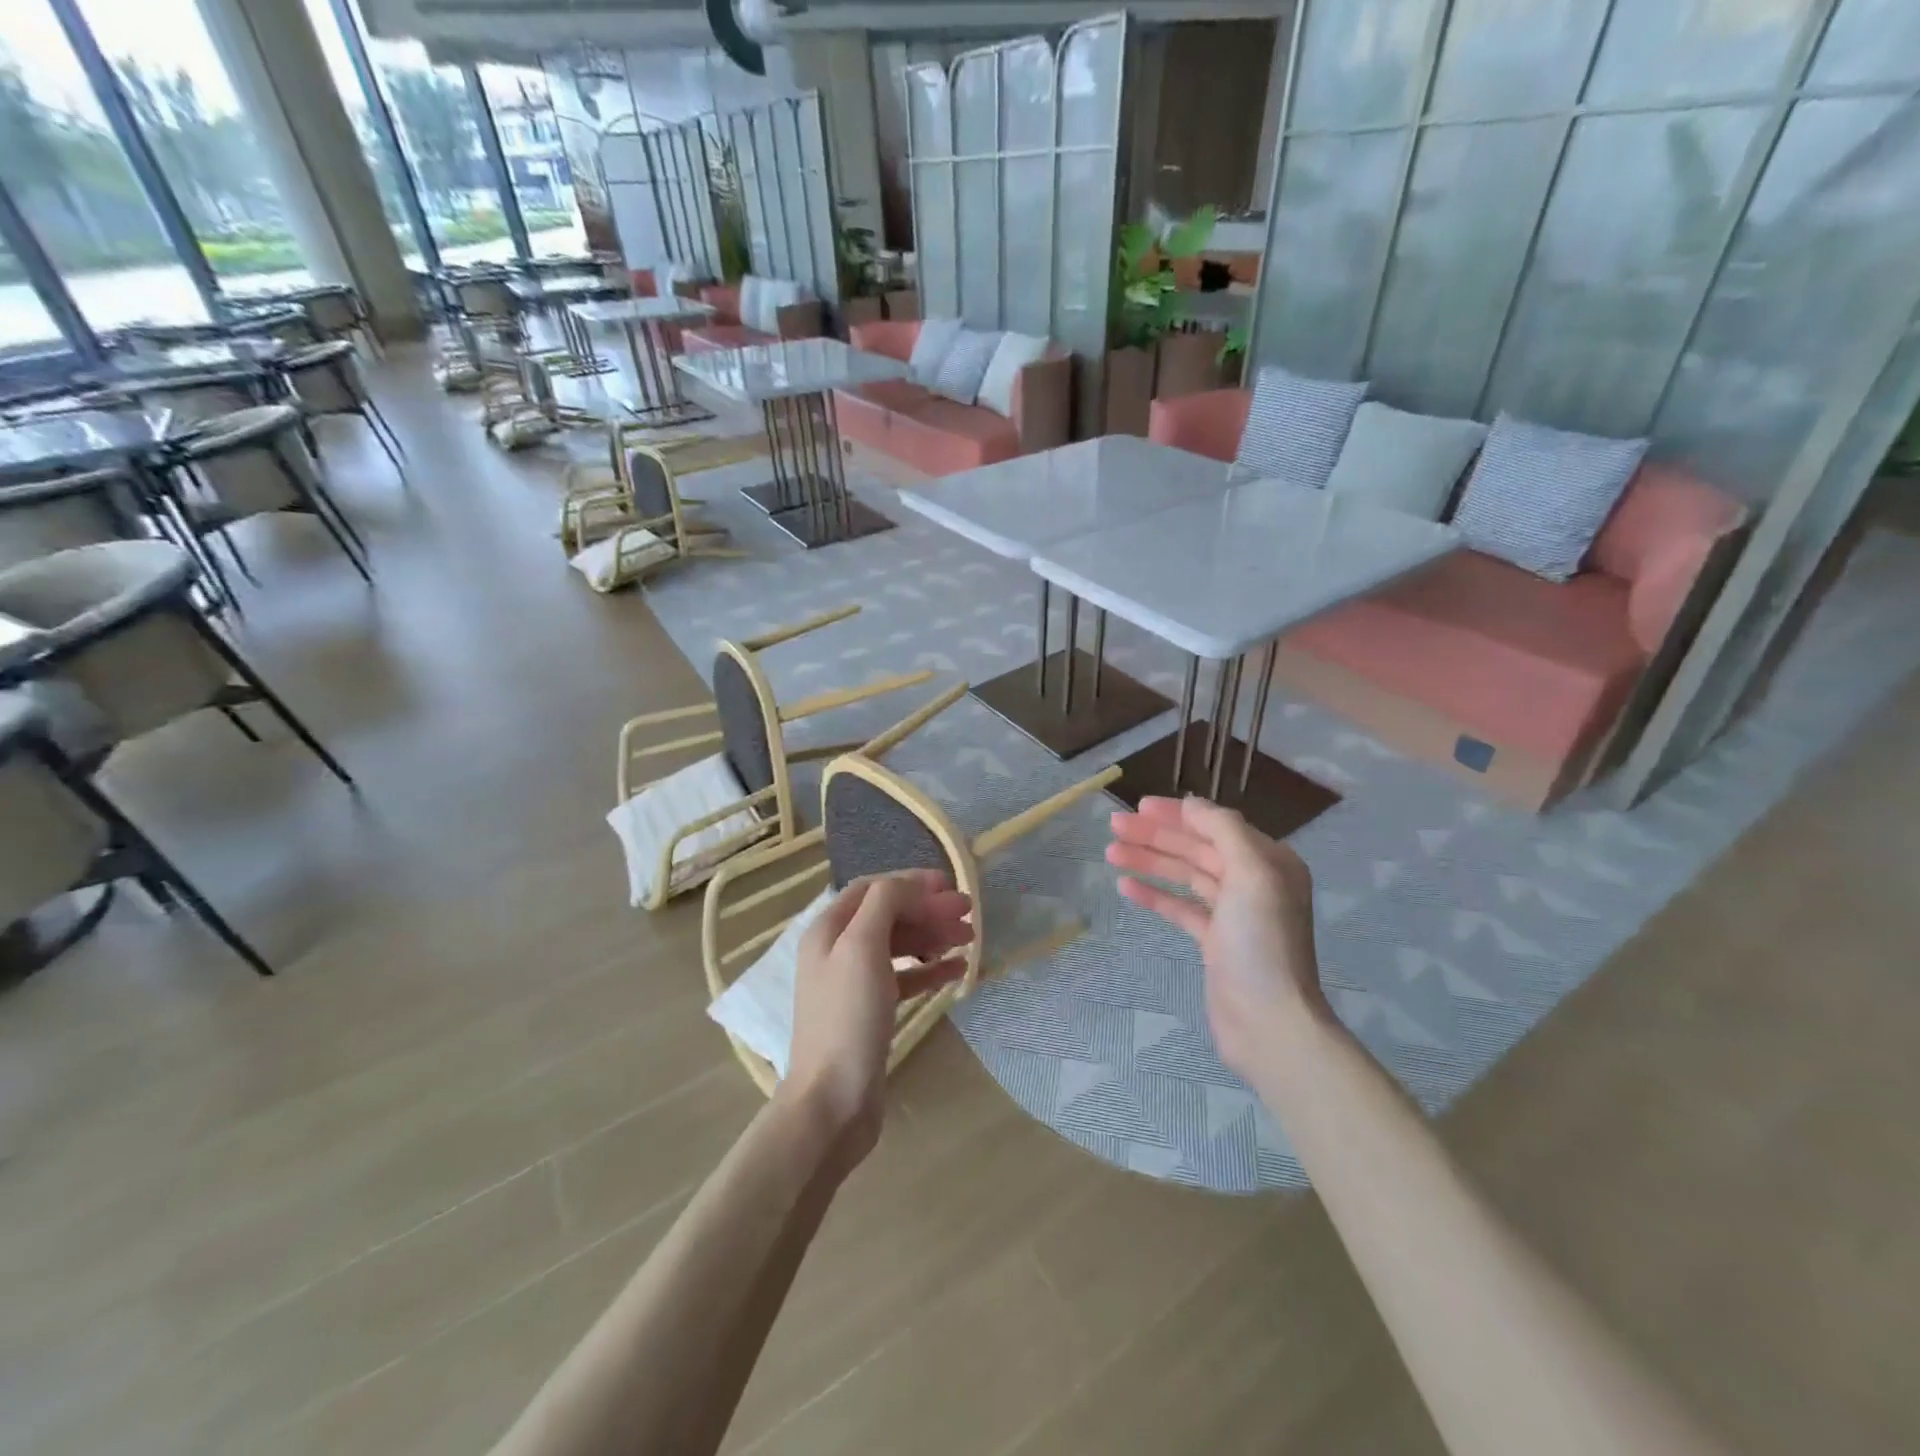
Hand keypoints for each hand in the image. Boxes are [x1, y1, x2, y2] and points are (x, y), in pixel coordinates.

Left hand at [781, 871, 973, 1163]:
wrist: (833, 1102)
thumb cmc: (848, 1017)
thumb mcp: (862, 947)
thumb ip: (884, 904)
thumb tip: (910, 886)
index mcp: (828, 930)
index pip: (872, 889)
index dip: (910, 882)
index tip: (949, 886)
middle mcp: (838, 951)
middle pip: (888, 915)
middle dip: (928, 910)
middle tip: (968, 913)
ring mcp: (854, 983)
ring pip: (899, 946)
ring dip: (933, 936)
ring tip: (970, 939)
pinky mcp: (871, 1012)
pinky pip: (905, 978)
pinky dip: (930, 969)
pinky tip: (957, 970)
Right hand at [1107, 796, 1326, 1079]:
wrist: (1269, 1021)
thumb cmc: (1261, 942)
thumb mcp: (1251, 873)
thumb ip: (1223, 830)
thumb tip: (1191, 804)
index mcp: (1268, 861)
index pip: (1215, 825)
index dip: (1177, 814)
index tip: (1138, 806)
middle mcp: (1252, 882)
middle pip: (1196, 848)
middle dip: (1155, 835)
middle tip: (1114, 826)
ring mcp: (1232, 914)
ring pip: (1185, 876)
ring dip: (1149, 861)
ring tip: (1111, 853)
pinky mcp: (1214, 942)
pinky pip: (1180, 908)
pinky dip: (1154, 895)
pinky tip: (1126, 887)